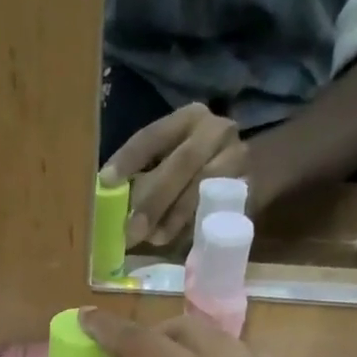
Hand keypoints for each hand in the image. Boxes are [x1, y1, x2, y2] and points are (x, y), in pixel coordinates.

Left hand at [103, 102, 247, 248]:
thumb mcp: (167, 160)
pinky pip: (219, 208)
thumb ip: (142, 176)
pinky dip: (195, 226)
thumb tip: (110, 199)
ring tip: (154, 238)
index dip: (128, 160)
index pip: (152, 136)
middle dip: (154, 200)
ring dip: (175, 217)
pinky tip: (178, 239)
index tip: (106, 183)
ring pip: (203, 187)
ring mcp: (237, 158)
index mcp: (188, 118)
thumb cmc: (193, 168)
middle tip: (132, 230)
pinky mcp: (250, 187)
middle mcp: (216, 130)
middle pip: (182, 163)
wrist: (250, 170)